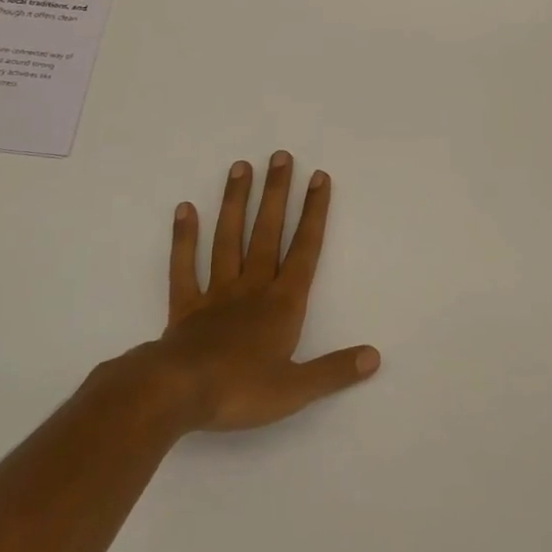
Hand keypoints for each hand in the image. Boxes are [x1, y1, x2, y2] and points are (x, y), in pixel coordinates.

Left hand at [146, 152, 379, 432]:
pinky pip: (184, 267)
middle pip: (267, 233)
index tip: (319, 177)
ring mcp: (216, 293)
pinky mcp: (185, 307)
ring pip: (228, 239)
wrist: (176, 395)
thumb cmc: (240, 390)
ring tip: (240, 167)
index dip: (314, 213)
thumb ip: (335, 370)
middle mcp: (252, 288)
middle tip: (280, 155)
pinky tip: (185, 209)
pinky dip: (184, 238)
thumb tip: (375, 356)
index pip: (304, 250)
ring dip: (236, 203)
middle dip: (277, 194)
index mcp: (282, 304)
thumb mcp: (296, 389)